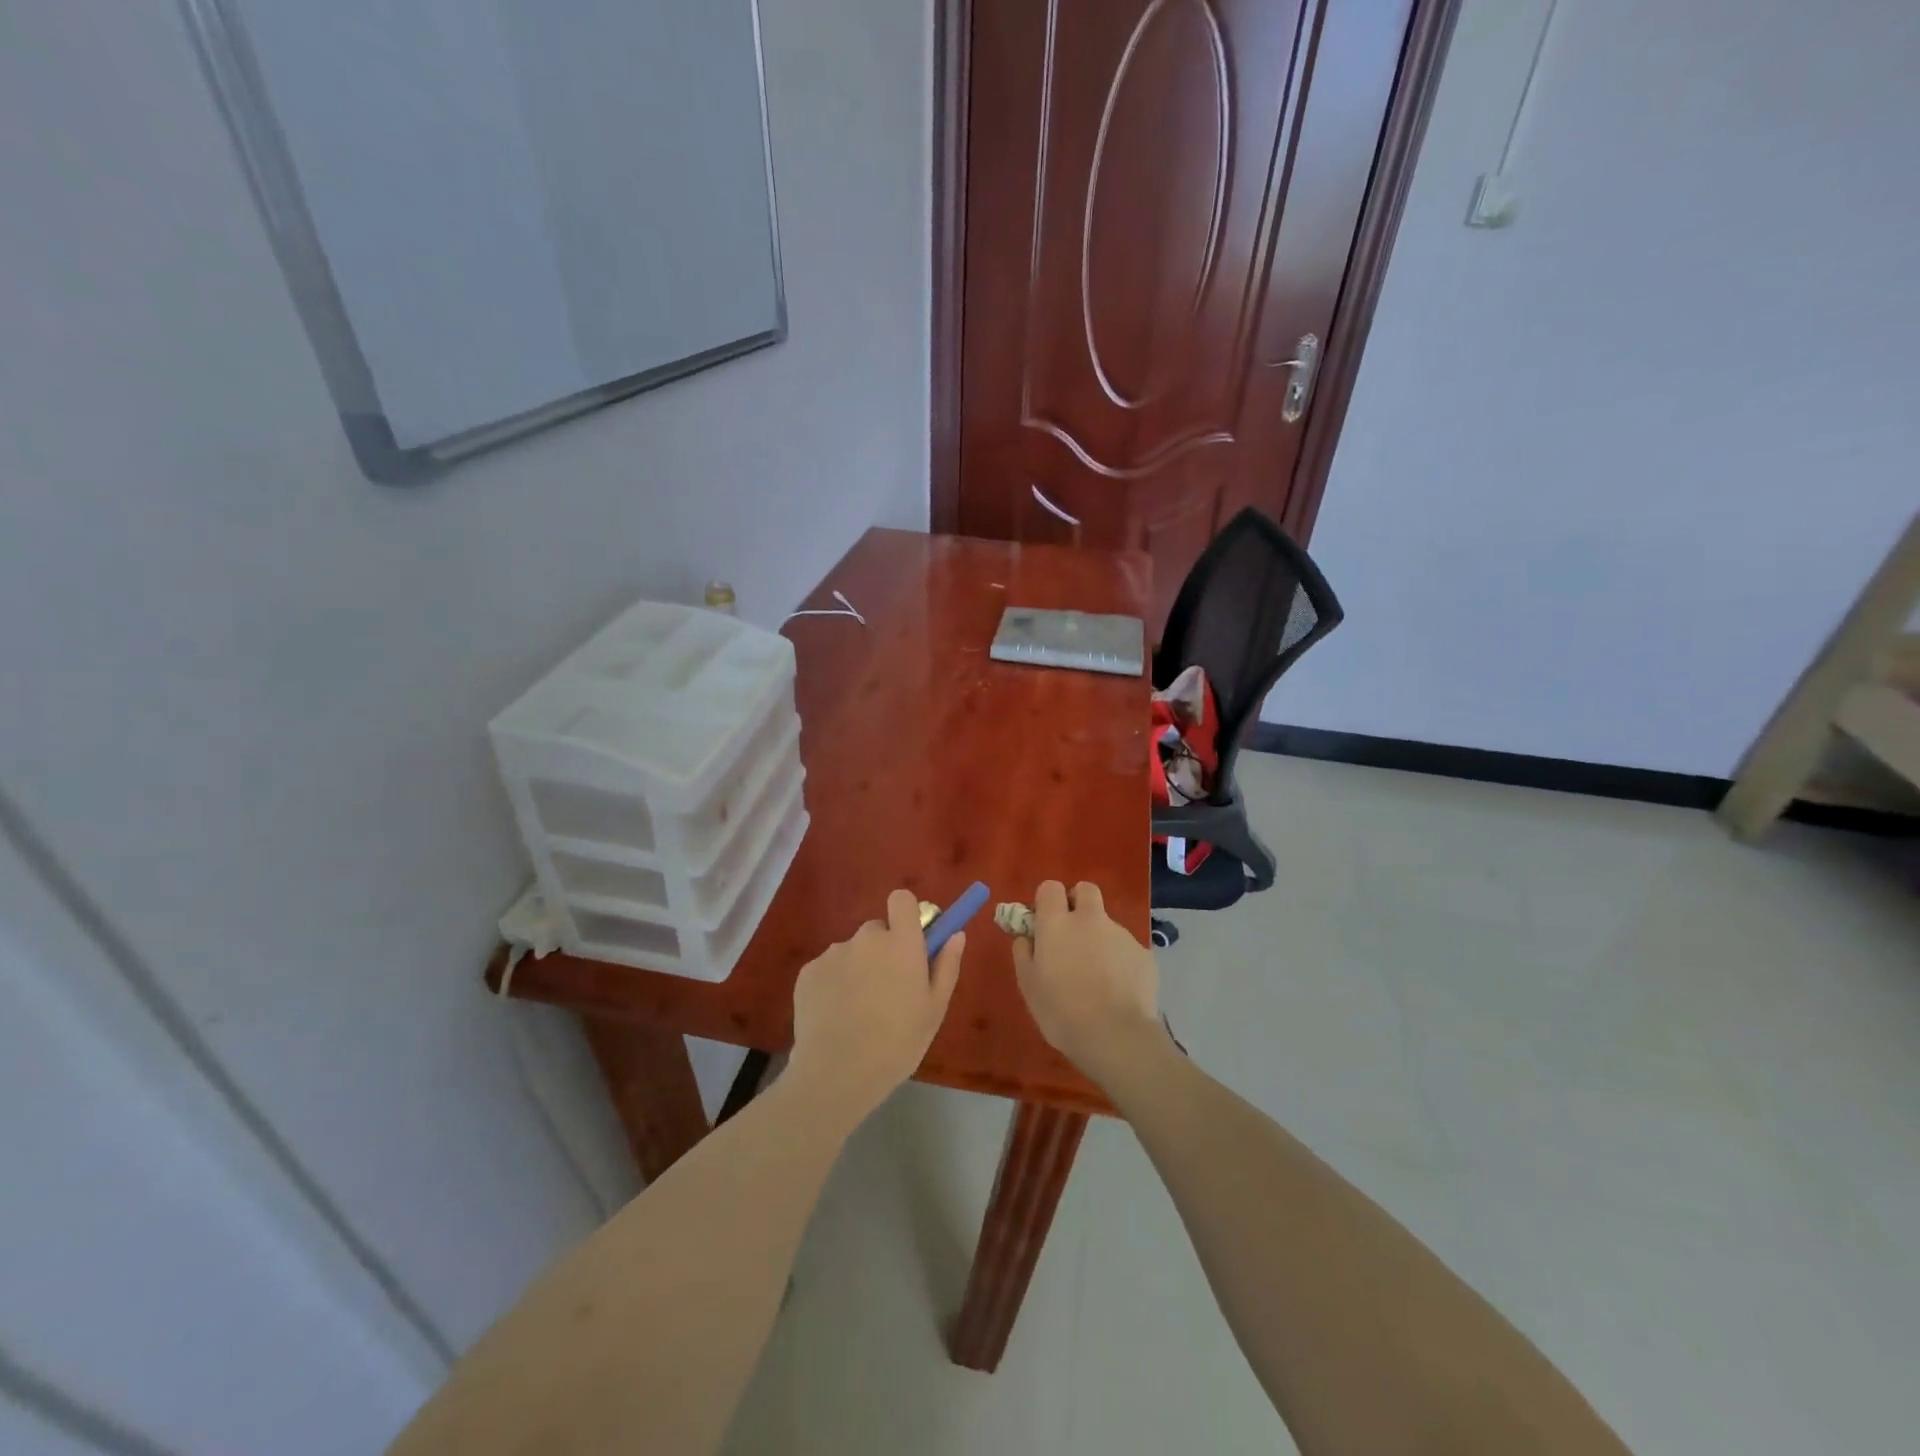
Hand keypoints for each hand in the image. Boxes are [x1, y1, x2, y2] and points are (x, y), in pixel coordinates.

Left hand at [787, 889, 964, 1128]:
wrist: (836, 1073)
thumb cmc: (897, 1043)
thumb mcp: (934, 1010)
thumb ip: (946, 965)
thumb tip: (955, 934)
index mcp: (901, 942)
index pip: (901, 899)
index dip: (907, 915)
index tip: (912, 941)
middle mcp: (866, 938)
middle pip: (877, 931)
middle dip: (883, 951)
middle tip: (888, 990)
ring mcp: (833, 952)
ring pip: (852, 952)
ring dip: (858, 969)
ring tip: (858, 1012)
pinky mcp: (807, 971)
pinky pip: (828, 968)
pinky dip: (833, 985)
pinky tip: (835, 1017)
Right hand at [1011, 881, 1164, 1086]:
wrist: (1115, 1036)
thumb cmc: (1062, 1012)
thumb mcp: (1028, 985)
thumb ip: (1024, 953)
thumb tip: (1026, 937)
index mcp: (1057, 923)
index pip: (1050, 887)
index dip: (1047, 901)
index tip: (1044, 922)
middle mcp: (1090, 919)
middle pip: (1086, 890)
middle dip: (1078, 903)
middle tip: (1072, 934)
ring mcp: (1121, 934)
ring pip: (1107, 923)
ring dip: (1099, 938)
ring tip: (1097, 977)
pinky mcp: (1144, 954)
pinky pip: (1127, 949)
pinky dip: (1120, 962)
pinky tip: (1118, 990)